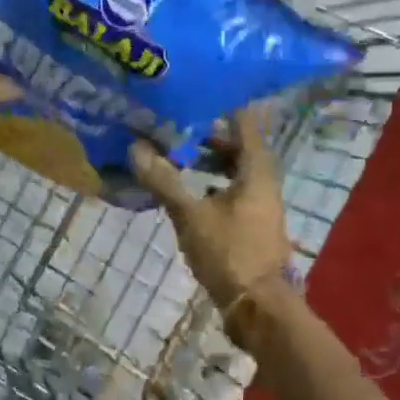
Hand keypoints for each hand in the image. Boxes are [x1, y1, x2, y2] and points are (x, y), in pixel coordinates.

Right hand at [129, 109, 294, 318]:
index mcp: (256, 172)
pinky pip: (232, 192)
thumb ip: (164, 181)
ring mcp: (260, 206)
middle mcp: (263, 183)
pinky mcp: (252, 225)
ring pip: (235, 172)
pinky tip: (187, 191)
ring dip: (209, 162)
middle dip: (209, 135)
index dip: (222, 106)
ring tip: (176, 154)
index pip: (244, 123)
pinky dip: (211, 185)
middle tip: (175, 123)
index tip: (196, 91)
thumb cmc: (230, 253)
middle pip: (239, 147)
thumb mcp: (191, 215)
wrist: (258, 307)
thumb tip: (135, 148)